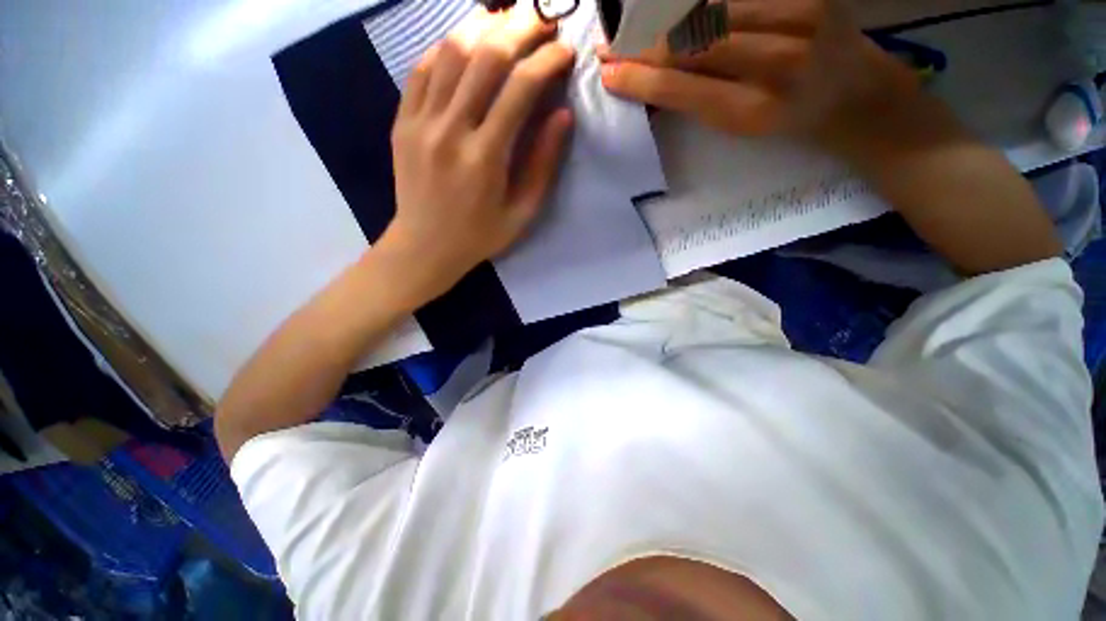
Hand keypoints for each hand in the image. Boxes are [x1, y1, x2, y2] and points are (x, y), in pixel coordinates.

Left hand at [378, 10, 574, 305]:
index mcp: (484, 158)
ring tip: (507, 21)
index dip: (547, 61)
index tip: (566, 51)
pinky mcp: (402, 121)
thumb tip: (563, 116)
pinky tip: (466, 42)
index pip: (520, 89)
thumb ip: (542, 165)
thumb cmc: (480, 236)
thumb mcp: (521, 212)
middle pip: (486, 57)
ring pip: (451, 52)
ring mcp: (420, 122)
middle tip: (542, 19)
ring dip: (484, 27)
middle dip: (520, 28)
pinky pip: (423, 69)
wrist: (425, 246)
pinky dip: (447, 47)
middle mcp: (450, 130)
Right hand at [598, 0, 918, 146]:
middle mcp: (778, 61)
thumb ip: (701, 102)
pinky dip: (702, 2)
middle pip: (693, 41)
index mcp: (755, 110)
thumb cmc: (794, 122)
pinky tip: (681, 12)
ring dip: (667, 18)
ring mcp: (799, 16)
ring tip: (641, 27)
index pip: (682, 88)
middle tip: (613, 45)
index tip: (609, 73)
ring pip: (713, 9)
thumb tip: (655, 81)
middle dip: (645, 43)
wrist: (860, 96)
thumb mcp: (743, 128)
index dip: (641, 78)